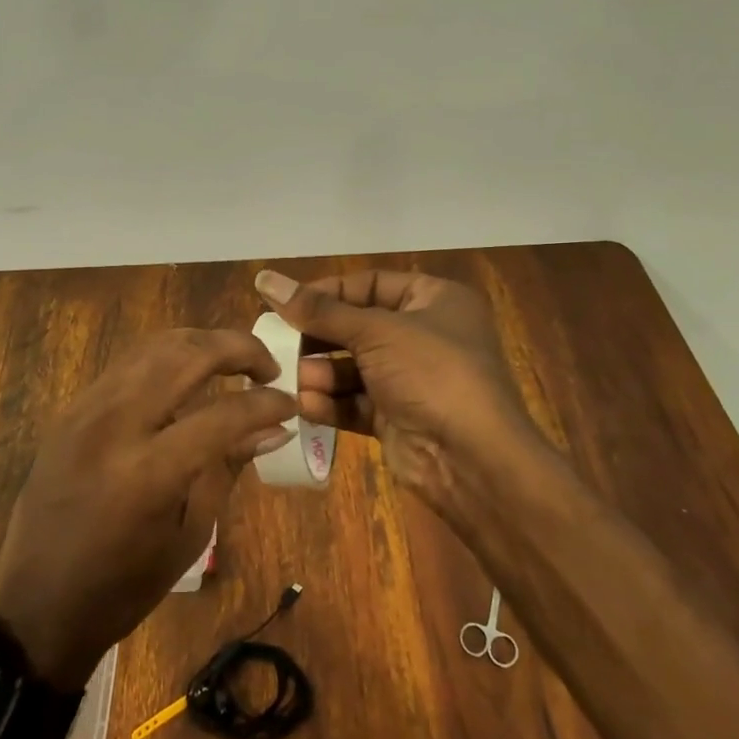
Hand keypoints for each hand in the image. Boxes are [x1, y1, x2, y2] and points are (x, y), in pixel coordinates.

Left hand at [0, 329, 296, 688]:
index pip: (223, 413)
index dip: (266, 403)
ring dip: (200, 344)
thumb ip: (227, 468)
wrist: (36, 602)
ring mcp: (86, 409)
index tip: (289, 402)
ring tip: (231, 361)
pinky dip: (165, 359)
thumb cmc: (123, 586)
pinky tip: (185, 376)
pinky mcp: (71, 409)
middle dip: (237, 348)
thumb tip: (272, 428)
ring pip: (153, 346)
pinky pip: (126, 366)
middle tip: (266, 366)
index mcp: (150, 471)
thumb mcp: (189, 534)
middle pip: (186, 354)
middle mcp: (115, 424)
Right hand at [254, 269, 552, 516]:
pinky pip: (355, 402)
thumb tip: (265, 278)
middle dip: (318, 338)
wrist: (473, 460)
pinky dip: (331, 403)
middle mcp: (424, 335)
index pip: (370, 284)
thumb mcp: (375, 331)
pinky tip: (307, 406)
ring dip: (321, 373)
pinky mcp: (397, 417)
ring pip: (352, 367)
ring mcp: (411, 379)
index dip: (327, 292)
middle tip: (278, 343)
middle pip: (356, 326)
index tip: (285, 303)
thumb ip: (318, 310)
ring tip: (294, 380)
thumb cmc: (432, 374)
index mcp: (434, 300)